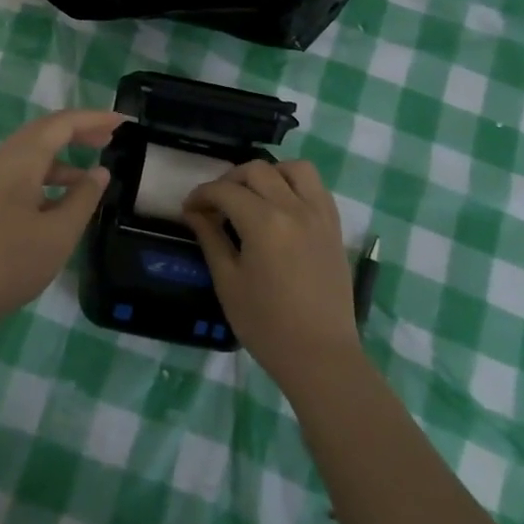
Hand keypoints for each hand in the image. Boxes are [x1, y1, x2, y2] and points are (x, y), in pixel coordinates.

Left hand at [0, 108, 120, 333]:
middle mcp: (0, 162)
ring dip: (62, 157)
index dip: (94, 119)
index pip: (61, 124)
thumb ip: (83, 199)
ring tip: (92, 174)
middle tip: (110, 138)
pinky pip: (20, 175)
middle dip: (78, 131)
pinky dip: (46, 177)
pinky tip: (60, 202)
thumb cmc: (6, 265)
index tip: (123, 121)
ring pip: (30, 155)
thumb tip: (100, 172)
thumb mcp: (57, 235)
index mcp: (19, 161)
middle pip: (43, 132)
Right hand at [183, 159, 359, 389]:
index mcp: (264, 222)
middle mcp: (294, 208)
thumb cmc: (266, 324)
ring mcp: (319, 215)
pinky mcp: (334, 226)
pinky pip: (317, 188)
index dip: (202, 195)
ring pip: (294, 168)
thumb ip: (210, 239)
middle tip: (215, 204)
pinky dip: (295, 185)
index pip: (225, 191)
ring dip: (269, 173)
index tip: (189, 209)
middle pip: (257, 170)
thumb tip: (194, 212)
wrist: (320, 355)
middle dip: (229, 180)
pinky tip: (281, 206)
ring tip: (253, 195)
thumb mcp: (228, 282)